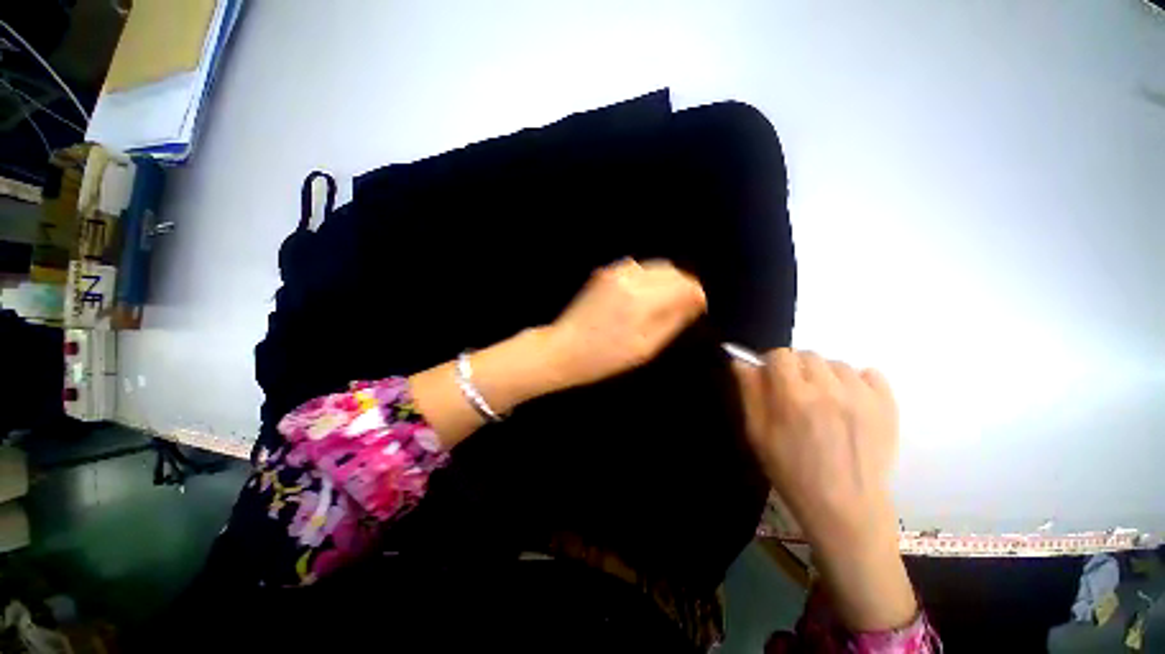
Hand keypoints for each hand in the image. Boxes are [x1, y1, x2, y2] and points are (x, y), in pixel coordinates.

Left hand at [545, 259, 706, 389]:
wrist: (564, 349)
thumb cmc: (605, 357)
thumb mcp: (645, 347)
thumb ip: (673, 320)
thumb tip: (694, 302)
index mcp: (642, 298)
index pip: (684, 284)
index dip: (696, 295)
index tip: (698, 309)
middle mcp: (631, 276)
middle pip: (672, 270)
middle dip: (683, 286)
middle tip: (684, 306)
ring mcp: (615, 271)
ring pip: (655, 266)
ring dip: (666, 281)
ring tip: (665, 303)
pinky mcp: (605, 272)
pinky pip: (638, 268)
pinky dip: (649, 278)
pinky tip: (644, 296)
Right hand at [732, 350, 915, 630]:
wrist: (845, 507)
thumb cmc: (791, 471)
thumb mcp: (757, 433)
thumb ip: (749, 392)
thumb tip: (741, 361)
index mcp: (793, 396)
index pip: (780, 354)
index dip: (771, 363)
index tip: (771, 379)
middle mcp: (829, 389)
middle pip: (808, 355)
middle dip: (797, 368)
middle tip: (796, 393)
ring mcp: (863, 396)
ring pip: (837, 364)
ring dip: (825, 375)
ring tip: (824, 400)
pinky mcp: (888, 406)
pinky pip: (871, 373)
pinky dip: (857, 380)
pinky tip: (849, 400)